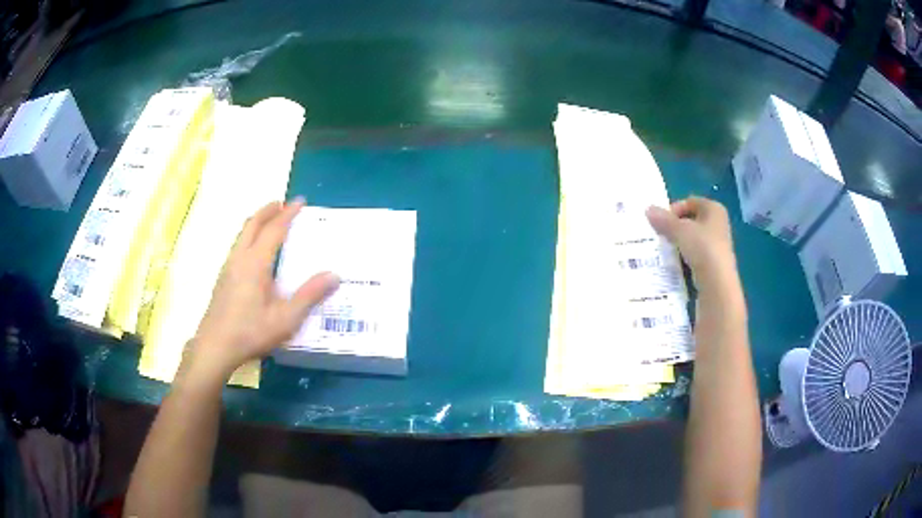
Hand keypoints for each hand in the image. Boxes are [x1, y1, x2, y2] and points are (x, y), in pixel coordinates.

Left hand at [189, 199, 339, 379]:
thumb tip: (334, 275)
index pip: (274, 230)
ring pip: (242, 235)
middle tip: (282, 203)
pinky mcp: (223, 279)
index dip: (288, 214)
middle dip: (268, 211)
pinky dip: (249, 236)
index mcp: (256, 263)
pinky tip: (253, 253)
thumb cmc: (251, 332)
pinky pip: (237, 246)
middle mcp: (240, 259)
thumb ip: (309, 296)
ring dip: (256, 222)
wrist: (215, 347)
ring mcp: (228, 268)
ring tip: (268, 222)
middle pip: (252, 225)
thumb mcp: (286, 319)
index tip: (300, 201)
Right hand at [646, 196, 737, 291]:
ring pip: (693, 239)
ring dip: (679, 243)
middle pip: (691, 220)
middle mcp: (718, 223)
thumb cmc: (702, 247)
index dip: (674, 209)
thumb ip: (663, 220)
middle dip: (675, 227)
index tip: (660, 222)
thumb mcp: (679, 230)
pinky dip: (685, 257)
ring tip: (664, 251)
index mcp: (714, 209)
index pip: (690, 202)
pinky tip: (675, 264)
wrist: (717, 283)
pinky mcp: (714, 263)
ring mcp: (717, 245)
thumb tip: (648, 209)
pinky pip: (695, 255)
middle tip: (659, 236)